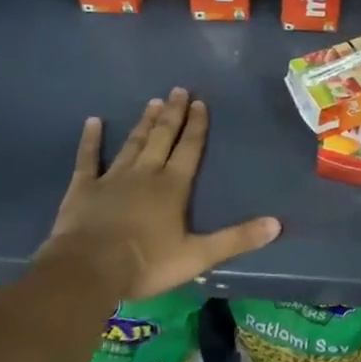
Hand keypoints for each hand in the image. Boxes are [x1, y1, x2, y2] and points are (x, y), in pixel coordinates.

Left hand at [40, 89, 280, 299]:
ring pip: (133, 143)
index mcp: (172, 186)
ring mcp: (112, 178)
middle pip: (162, 137)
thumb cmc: (146, 263)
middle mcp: (145, 173)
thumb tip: (276, 224)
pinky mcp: (84, 189)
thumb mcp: (198, 256)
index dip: (197, 125)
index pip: (189, 148)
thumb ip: (236, 239)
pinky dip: (90, 140)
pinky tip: (93, 122)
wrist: (87, 271)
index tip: (200, 102)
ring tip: (153, 102)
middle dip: (173, 114)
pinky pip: (88, 159)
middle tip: (178, 90)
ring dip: (144, 123)